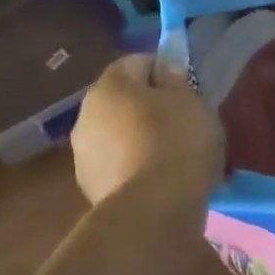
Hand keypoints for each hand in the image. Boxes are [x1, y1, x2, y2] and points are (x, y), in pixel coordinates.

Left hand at [70, 55, 224, 206]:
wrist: (152, 212)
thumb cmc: (176, 141)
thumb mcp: (190, 101)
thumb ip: (176, 80)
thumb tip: (165, 69)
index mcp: (108, 85)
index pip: (137, 62)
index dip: (164, 70)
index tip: (187, 89)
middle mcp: (86, 114)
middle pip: (123, 99)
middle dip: (149, 106)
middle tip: (182, 121)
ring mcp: (83, 155)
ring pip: (118, 134)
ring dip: (140, 138)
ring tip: (173, 156)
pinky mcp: (90, 189)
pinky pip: (119, 165)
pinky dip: (135, 167)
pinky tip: (160, 180)